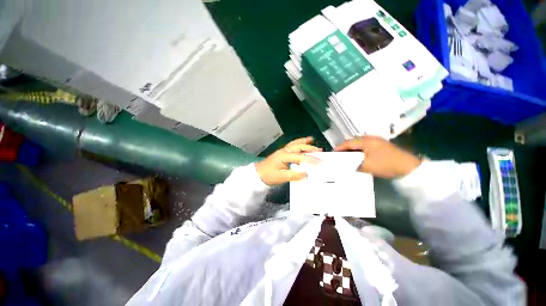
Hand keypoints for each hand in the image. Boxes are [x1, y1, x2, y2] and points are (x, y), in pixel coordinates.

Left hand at [255, 137, 321, 185]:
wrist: (258, 173)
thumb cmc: (268, 175)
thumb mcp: (281, 177)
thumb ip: (294, 176)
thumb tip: (306, 175)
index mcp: (284, 156)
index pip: (300, 157)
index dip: (311, 160)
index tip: (319, 163)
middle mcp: (284, 151)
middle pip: (299, 147)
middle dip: (310, 149)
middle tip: (319, 151)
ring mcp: (282, 150)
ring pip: (295, 144)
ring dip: (304, 142)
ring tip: (311, 140)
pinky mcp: (282, 152)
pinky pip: (291, 145)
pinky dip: (298, 142)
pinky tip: (301, 143)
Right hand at [335, 136, 420, 177]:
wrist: (409, 167)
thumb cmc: (386, 164)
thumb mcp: (367, 166)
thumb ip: (354, 164)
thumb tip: (344, 164)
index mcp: (366, 141)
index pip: (348, 143)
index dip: (339, 148)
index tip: (333, 153)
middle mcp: (370, 139)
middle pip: (353, 143)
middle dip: (345, 149)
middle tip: (339, 157)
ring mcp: (376, 142)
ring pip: (359, 145)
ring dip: (353, 151)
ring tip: (347, 158)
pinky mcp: (380, 146)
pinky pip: (365, 148)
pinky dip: (360, 152)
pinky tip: (359, 158)